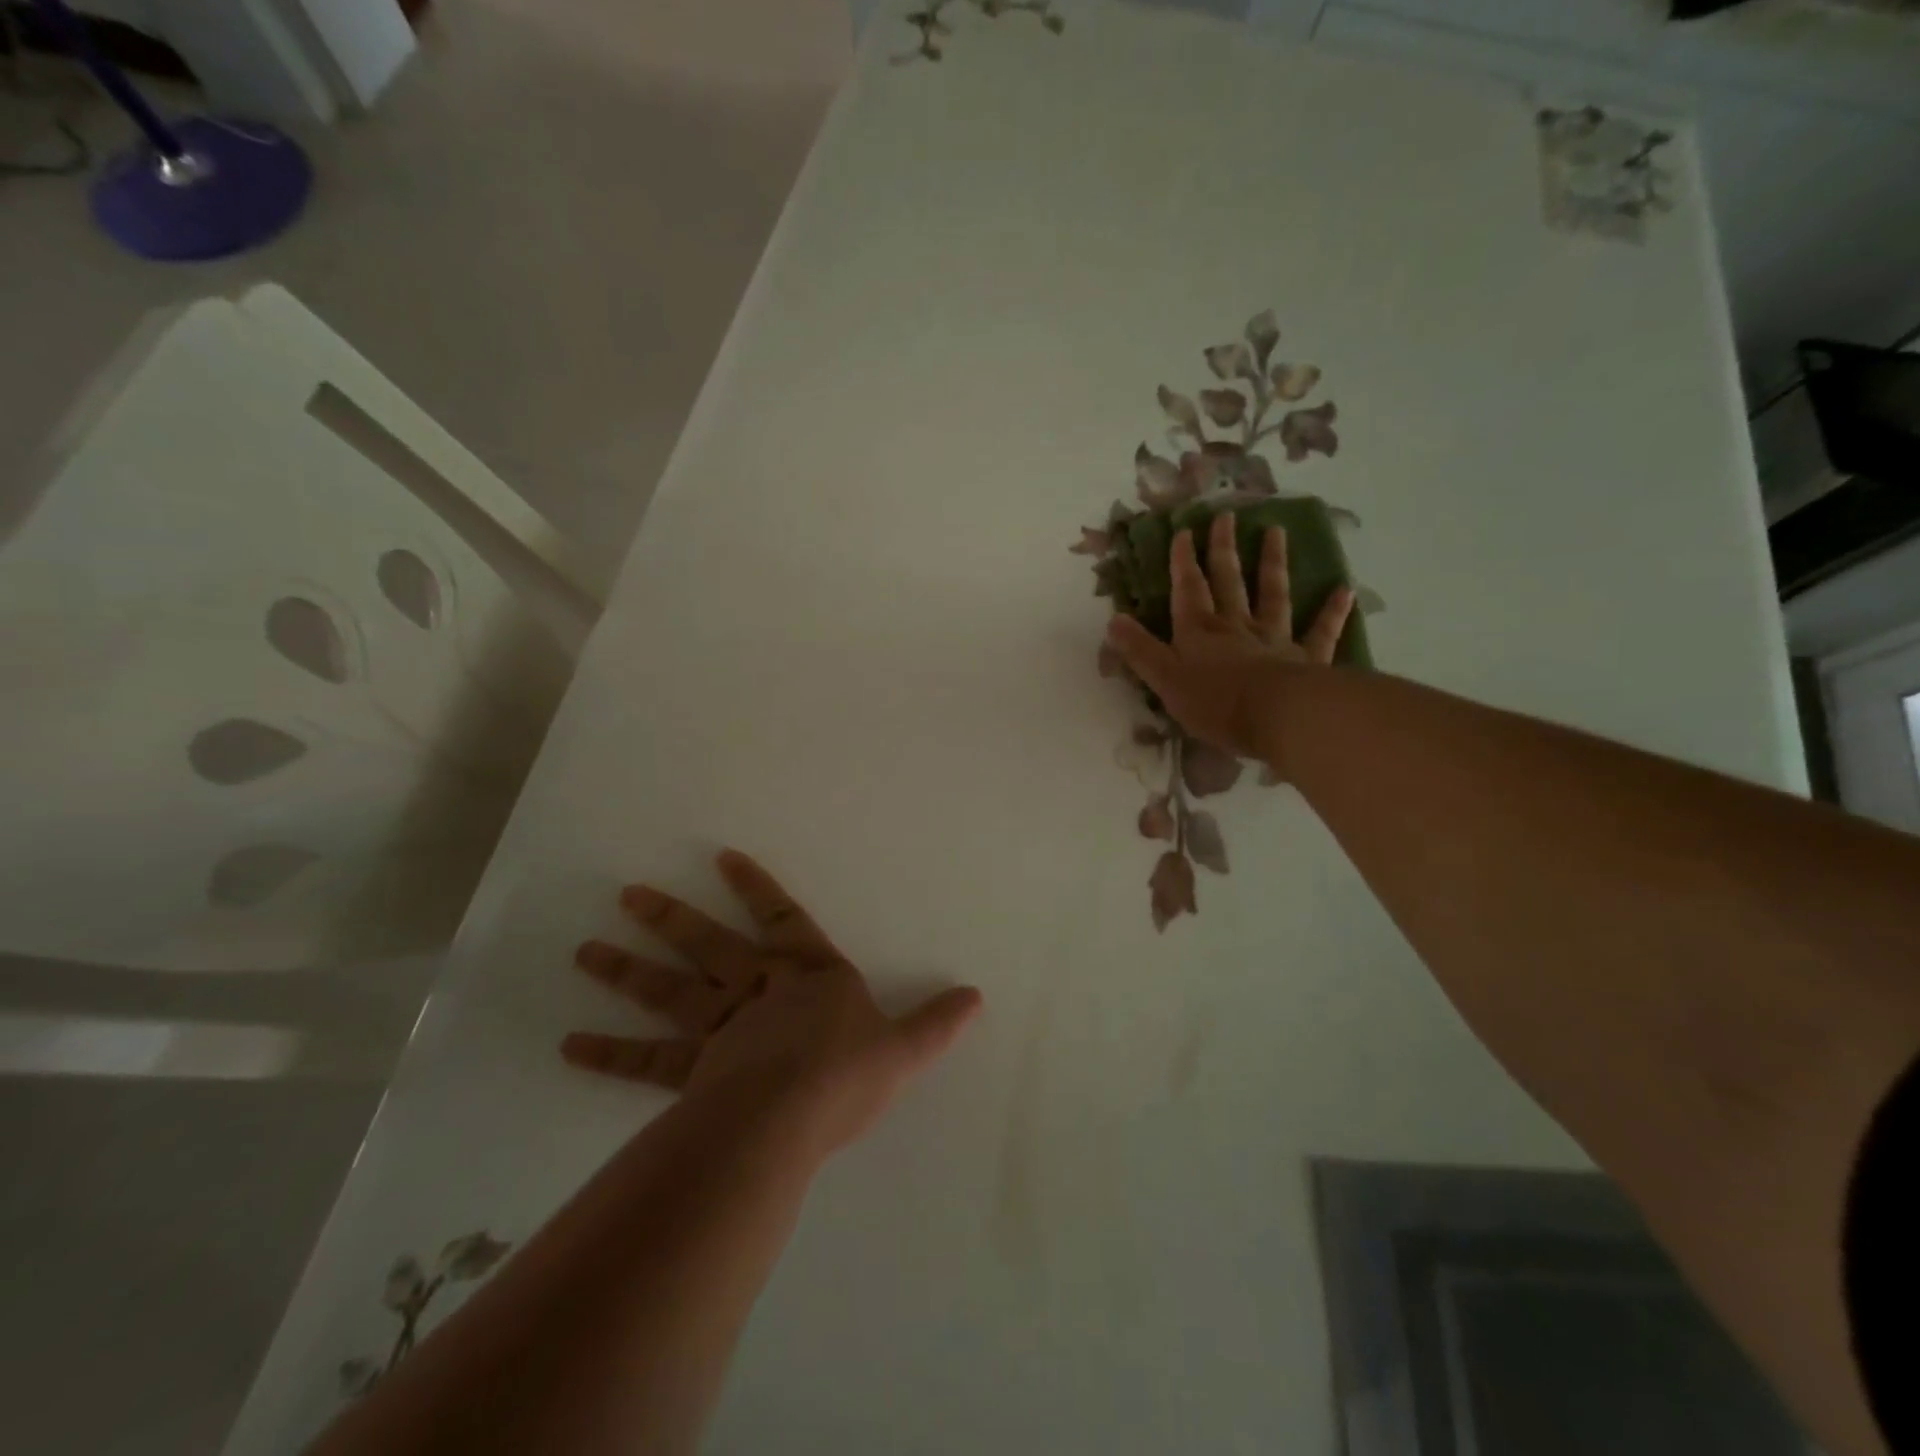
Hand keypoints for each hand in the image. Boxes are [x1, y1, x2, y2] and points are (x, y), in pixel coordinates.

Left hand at [563, 850, 982, 1157]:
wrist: (789, 1119)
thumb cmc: (847, 1074)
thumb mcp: (904, 1049)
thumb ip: (936, 1023)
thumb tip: (978, 997)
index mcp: (809, 977)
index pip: (784, 920)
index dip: (756, 888)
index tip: (722, 857)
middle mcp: (759, 992)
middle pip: (709, 947)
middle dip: (672, 919)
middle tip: (627, 894)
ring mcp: (720, 1030)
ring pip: (669, 991)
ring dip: (627, 969)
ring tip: (584, 949)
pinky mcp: (693, 1072)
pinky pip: (646, 1060)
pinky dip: (608, 1051)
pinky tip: (570, 1043)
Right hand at [1105, 513, 1352, 774]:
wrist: (1276, 717)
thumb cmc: (1214, 702)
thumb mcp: (1164, 680)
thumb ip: (1140, 650)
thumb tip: (1114, 620)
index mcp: (1199, 633)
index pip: (1188, 590)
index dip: (1183, 562)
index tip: (1183, 531)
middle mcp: (1236, 627)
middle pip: (1229, 582)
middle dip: (1223, 550)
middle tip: (1226, 515)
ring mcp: (1275, 639)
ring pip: (1273, 595)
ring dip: (1272, 564)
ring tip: (1276, 531)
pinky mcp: (1307, 659)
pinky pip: (1321, 631)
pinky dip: (1332, 612)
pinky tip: (1344, 590)